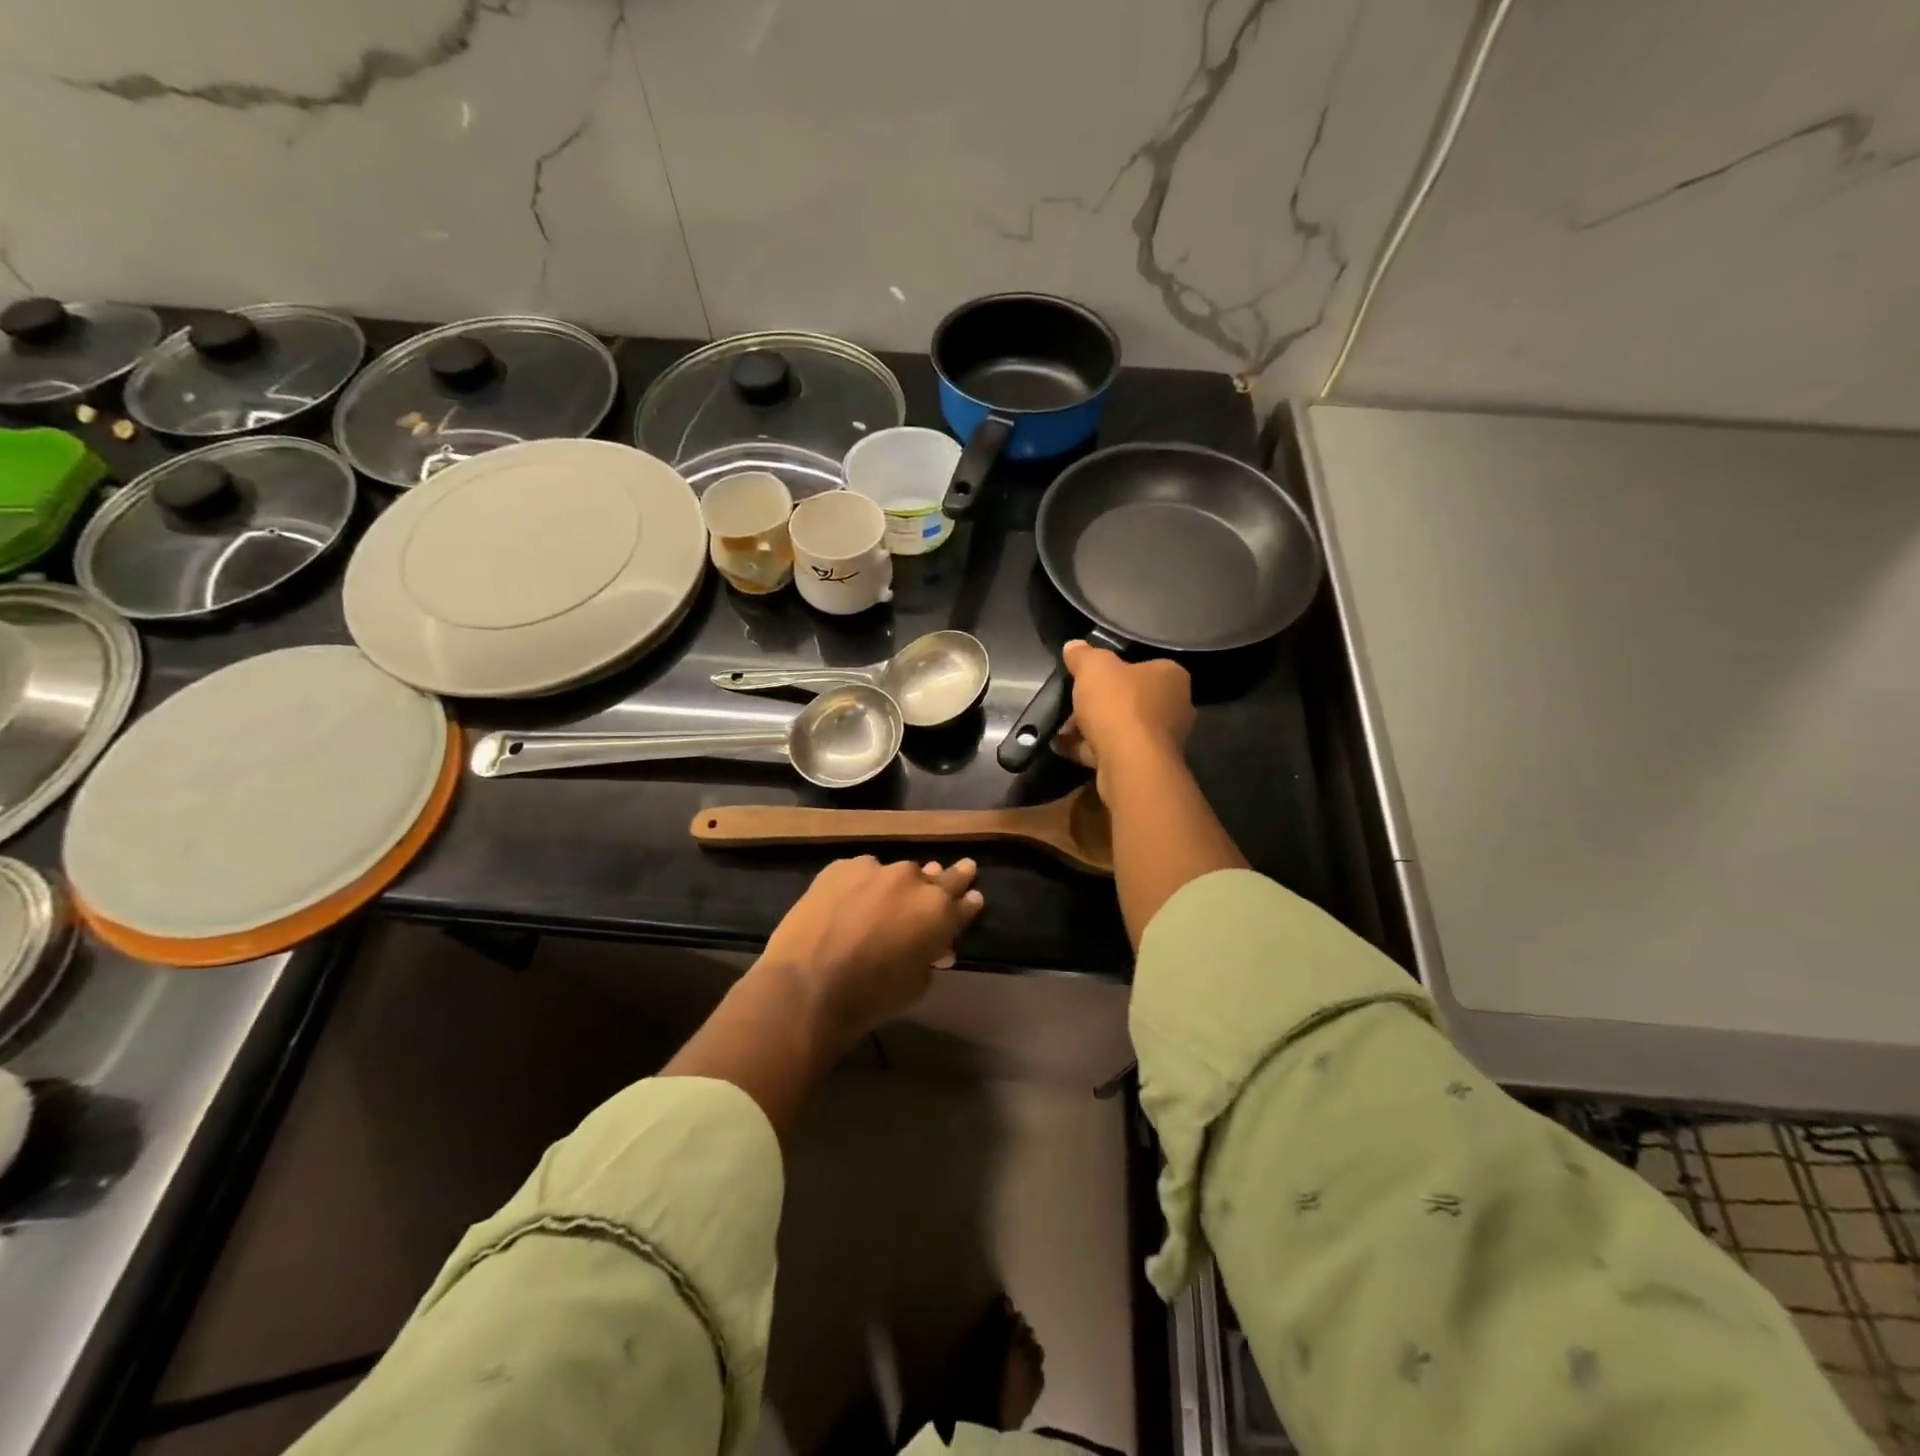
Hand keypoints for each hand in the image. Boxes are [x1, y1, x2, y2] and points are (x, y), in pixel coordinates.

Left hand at [756, 856, 983, 1050]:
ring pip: (896, 873)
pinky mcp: (841, 867)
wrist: (807, 985)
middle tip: (963, 868)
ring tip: (891, 895)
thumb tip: (932, 946)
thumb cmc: (871, 996)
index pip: (964, 903)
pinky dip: (862, 884)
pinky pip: (861, 872)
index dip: (969, 903)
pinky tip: (851, 899)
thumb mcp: (917, 983)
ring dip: (898, 885)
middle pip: (939, 876)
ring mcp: (876, 869)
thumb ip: (929, 954)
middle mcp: (913, 881)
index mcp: (939, 911)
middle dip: (951, 877)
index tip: (974, 897)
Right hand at [1053, 641, 1194, 790]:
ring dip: (1091, 729)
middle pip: (1130, 700)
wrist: (1131, 764)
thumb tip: (1073, 646)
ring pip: (1121, 728)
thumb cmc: (1119, 705)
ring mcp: (1164, 740)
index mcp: (1171, 677)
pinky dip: (1091, 750)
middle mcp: (1175, 707)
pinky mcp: (1148, 766)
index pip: (1144, 666)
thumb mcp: (1093, 668)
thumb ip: (1083, 655)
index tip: (1089, 679)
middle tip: (1072, 705)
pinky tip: (1064, 748)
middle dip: (1098, 704)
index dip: (1115, 671)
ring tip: (1062, 731)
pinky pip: (1115, 751)